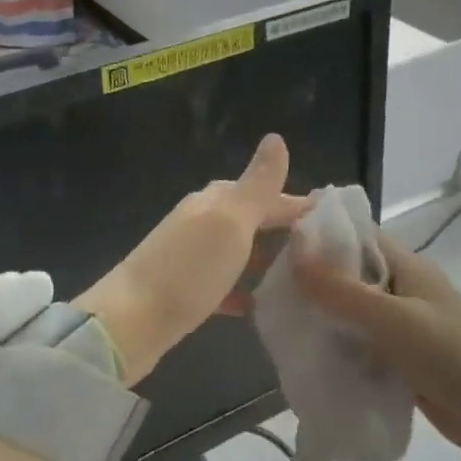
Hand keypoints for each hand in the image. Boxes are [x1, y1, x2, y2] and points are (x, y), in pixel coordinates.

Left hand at [75, 134, 307, 384]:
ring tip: (299, 276)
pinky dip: (241, 290)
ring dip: (263, 258)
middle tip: (320, 249)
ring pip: (234, 250)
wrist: (130, 322)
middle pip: (247, 218)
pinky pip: (220, 284)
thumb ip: (257, 185)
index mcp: (212, 202)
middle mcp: (198, 223)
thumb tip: (276, 138)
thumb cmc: (188, 269)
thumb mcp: (230, 221)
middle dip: (280, 228)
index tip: (331, 218)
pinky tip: (259, 305)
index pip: (261, 193)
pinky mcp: (182, 291)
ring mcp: (187, 257)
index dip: (294, 202)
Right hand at [293, 231, 460, 460]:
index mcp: (406, 265)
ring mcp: (401, 325)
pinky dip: (335, 346)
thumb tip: (292, 250)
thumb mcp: (393, 319)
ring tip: (276, 321)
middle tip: (266, 287)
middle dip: (310, 278)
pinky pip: (358, 343)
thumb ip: (340, 290)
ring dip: (320, 315)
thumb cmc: (452, 356)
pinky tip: (306, 355)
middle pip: (347, 273)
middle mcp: (401, 288)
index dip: (317, 233)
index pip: (354, 234)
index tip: (274, 240)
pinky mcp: (399, 358)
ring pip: (349, 310)